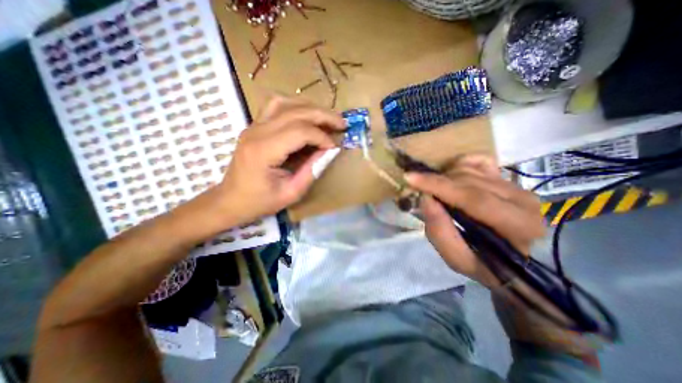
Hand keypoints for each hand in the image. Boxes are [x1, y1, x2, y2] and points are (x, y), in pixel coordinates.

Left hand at [217, 95, 346, 223]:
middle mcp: (256, 132)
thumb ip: (311, 171)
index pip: (299, 131)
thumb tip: (329, 151)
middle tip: (342, 123)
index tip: (334, 147)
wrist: (230, 200)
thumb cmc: (259, 202)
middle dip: (323, 116)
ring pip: (285, 102)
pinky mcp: (255, 126)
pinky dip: (295, 106)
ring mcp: (253, 126)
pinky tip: (306, 115)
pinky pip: (276, 106)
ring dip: (310, 107)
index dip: (322, 137)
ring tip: (327, 118)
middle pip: (295, 112)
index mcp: (264, 151)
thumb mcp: (291, 193)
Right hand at [403, 154, 543, 284]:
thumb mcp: (461, 261)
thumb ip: (441, 233)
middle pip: (468, 180)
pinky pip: (479, 161)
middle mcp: (521, 198)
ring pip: (471, 170)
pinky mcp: (509, 179)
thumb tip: (425, 200)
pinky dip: (460, 165)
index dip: (438, 185)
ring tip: (436, 192)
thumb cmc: (490, 267)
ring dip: (445, 177)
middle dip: (436, 182)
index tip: (409, 178)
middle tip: (418, 190)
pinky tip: (450, 176)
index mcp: (517, 225)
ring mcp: (516, 185)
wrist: (523, 262)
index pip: (472, 197)